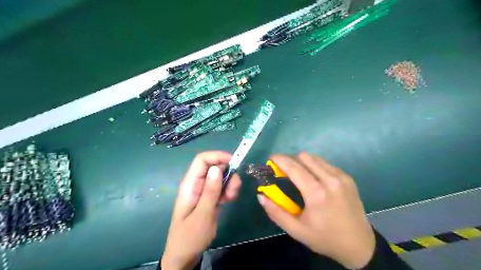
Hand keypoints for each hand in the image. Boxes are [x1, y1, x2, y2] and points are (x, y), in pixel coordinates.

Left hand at [162, 152, 242, 269]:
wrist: (185, 255)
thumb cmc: (190, 237)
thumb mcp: (202, 215)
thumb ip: (210, 191)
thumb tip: (217, 168)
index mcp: (190, 184)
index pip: (202, 160)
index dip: (218, 156)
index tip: (234, 162)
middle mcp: (197, 183)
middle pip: (215, 167)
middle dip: (228, 173)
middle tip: (234, 190)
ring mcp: (204, 190)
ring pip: (221, 176)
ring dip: (230, 184)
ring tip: (231, 198)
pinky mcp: (210, 197)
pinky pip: (222, 186)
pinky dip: (229, 190)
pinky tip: (229, 201)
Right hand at [257, 153, 373, 267]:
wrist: (359, 245)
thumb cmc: (325, 238)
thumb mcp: (296, 230)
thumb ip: (276, 212)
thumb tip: (260, 196)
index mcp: (317, 193)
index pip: (294, 167)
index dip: (280, 159)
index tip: (271, 158)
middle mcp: (330, 180)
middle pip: (304, 157)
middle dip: (290, 160)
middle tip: (284, 170)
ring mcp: (341, 177)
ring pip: (315, 158)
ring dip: (303, 162)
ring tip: (298, 174)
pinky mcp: (348, 177)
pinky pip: (326, 164)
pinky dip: (315, 166)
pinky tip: (314, 179)